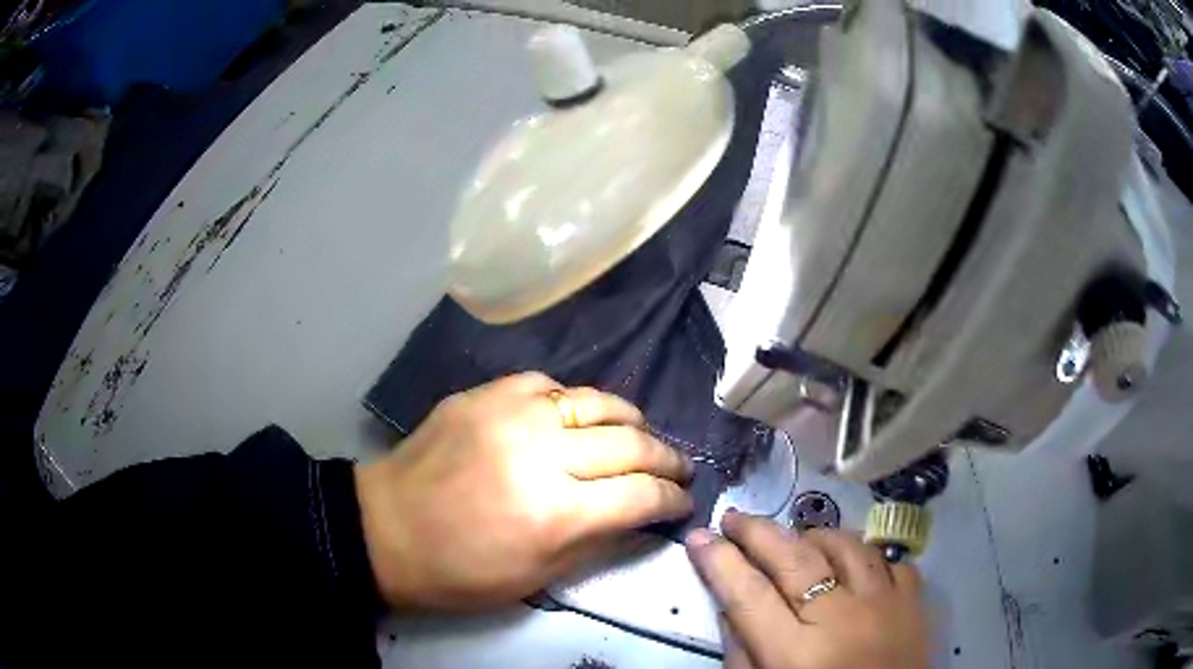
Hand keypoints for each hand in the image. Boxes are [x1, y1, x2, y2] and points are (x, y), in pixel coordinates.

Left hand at [355, 372, 693, 610]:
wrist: (385, 530)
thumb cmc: (461, 572)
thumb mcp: (537, 578)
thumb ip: (600, 542)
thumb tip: (643, 516)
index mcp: (555, 512)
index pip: (642, 495)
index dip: (673, 500)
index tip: (685, 502)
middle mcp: (540, 453)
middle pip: (631, 442)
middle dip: (667, 459)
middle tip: (678, 470)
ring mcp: (510, 414)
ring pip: (596, 401)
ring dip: (631, 420)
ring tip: (641, 436)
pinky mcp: (485, 394)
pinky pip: (549, 385)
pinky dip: (574, 403)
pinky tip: (577, 419)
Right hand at [686, 512, 928, 668]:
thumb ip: (741, 653)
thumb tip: (729, 604)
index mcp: (795, 652)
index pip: (749, 593)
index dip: (720, 561)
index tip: (699, 536)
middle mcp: (841, 618)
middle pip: (796, 559)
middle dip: (759, 532)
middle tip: (735, 517)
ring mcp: (884, 604)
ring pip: (846, 546)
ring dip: (814, 536)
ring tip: (794, 538)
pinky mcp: (914, 601)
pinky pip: (890, 560)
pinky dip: (867, 555)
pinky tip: (852, 563)